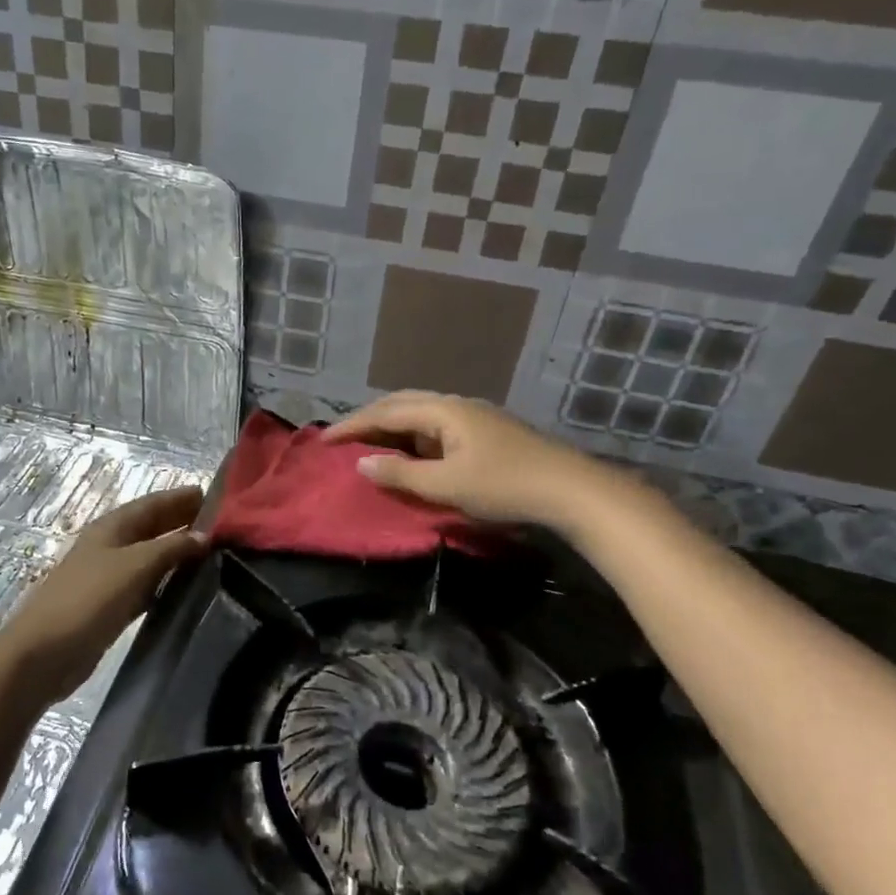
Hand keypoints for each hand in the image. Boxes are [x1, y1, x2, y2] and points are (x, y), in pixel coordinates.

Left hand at [0, 485, 207, 709]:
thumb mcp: (135, 565)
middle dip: (183, 521)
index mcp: (112, 527)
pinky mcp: (111, 605)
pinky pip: (146, 585)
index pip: (153, 503)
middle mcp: (111, 545)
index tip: (218, 496)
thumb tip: (204, 536)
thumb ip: (172, 547)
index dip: (181, 497)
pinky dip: (166, 581)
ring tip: (214, 553)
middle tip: (224, 525)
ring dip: (178, 552)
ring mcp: (109, 576)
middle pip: (152, 527)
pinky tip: (188, 587)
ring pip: (151, 556)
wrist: (45, 653)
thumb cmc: (89, 599)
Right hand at [324, 390, 633, 529]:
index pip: (386, 412)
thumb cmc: (505, 486)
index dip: (352, 426)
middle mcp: (456, 405)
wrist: (572, 490)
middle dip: (369, 419)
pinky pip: (436, 428)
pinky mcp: (486, 434)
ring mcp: (474, 418)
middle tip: (343, 437)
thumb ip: (401, 474)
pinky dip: (413, 437)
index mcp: (444, 410)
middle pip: (402, 404)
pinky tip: (410, 453)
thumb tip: (363, 463)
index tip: (323, 440)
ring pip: (421, 415)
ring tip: (369, 444)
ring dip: (392, 426)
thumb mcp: (447, 485)